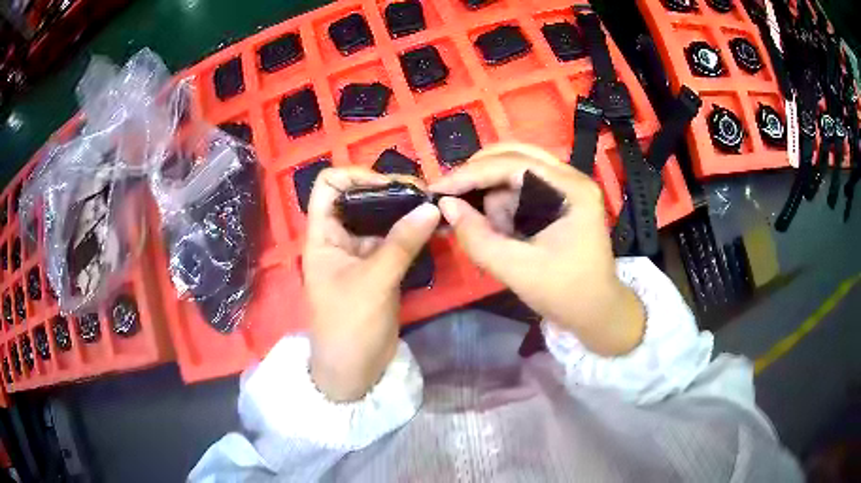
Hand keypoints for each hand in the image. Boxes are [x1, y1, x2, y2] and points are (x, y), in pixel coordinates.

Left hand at [303, 168, 439, 400]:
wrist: (354, 369)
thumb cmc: (349, 325)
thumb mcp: (373, 282)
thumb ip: (402, 243)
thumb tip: (431, 207)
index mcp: (322, 235)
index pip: (328, 186)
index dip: (354, 176)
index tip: (388, 185)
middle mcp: (339, 237)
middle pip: (359, 197)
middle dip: (389, 190)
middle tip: (424, 193)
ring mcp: (360, 252)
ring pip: (380, 218)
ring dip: (404, 210)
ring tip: (434, 206)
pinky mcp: (379, 267)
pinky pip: (394, 240)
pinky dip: (412, 231)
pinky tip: (433, 227)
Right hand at [430, 143, 644, 355]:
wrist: (596, 312)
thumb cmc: (564, 293)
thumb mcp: (517, 270)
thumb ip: (478, 238)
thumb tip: (446, 206)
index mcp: (571, 189)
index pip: (513, 164)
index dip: (471, 174)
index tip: (438, 188)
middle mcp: (571, 177)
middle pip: (515, 155)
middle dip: (480, 177)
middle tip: (453, 200)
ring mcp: (566, 186)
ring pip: (515, 170)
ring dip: (494, 196)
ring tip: (498, 234)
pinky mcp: (559, 198)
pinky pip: (521, 187)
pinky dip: (504, 205)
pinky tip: (506, 232)